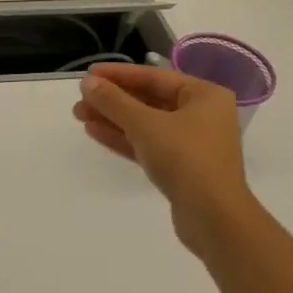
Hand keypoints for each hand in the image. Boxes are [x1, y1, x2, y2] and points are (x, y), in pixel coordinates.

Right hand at [73, 62, 257, 255]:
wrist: (213, 218)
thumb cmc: (185, 158)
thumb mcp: (145, 125)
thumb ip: (114, 101)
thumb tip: (87, 82)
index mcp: (204, 95)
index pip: (154, 76)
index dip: (118, 74)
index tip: (88, 74)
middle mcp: (201, 115)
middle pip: (149, 99)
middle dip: (112, 100)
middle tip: (80, 99)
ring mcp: (191, 143)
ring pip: (145, 124)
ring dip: (113, 118)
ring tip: (79, 115)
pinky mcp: (181, 167)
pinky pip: (148, 144)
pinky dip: (123, 138)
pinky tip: (94, 132)